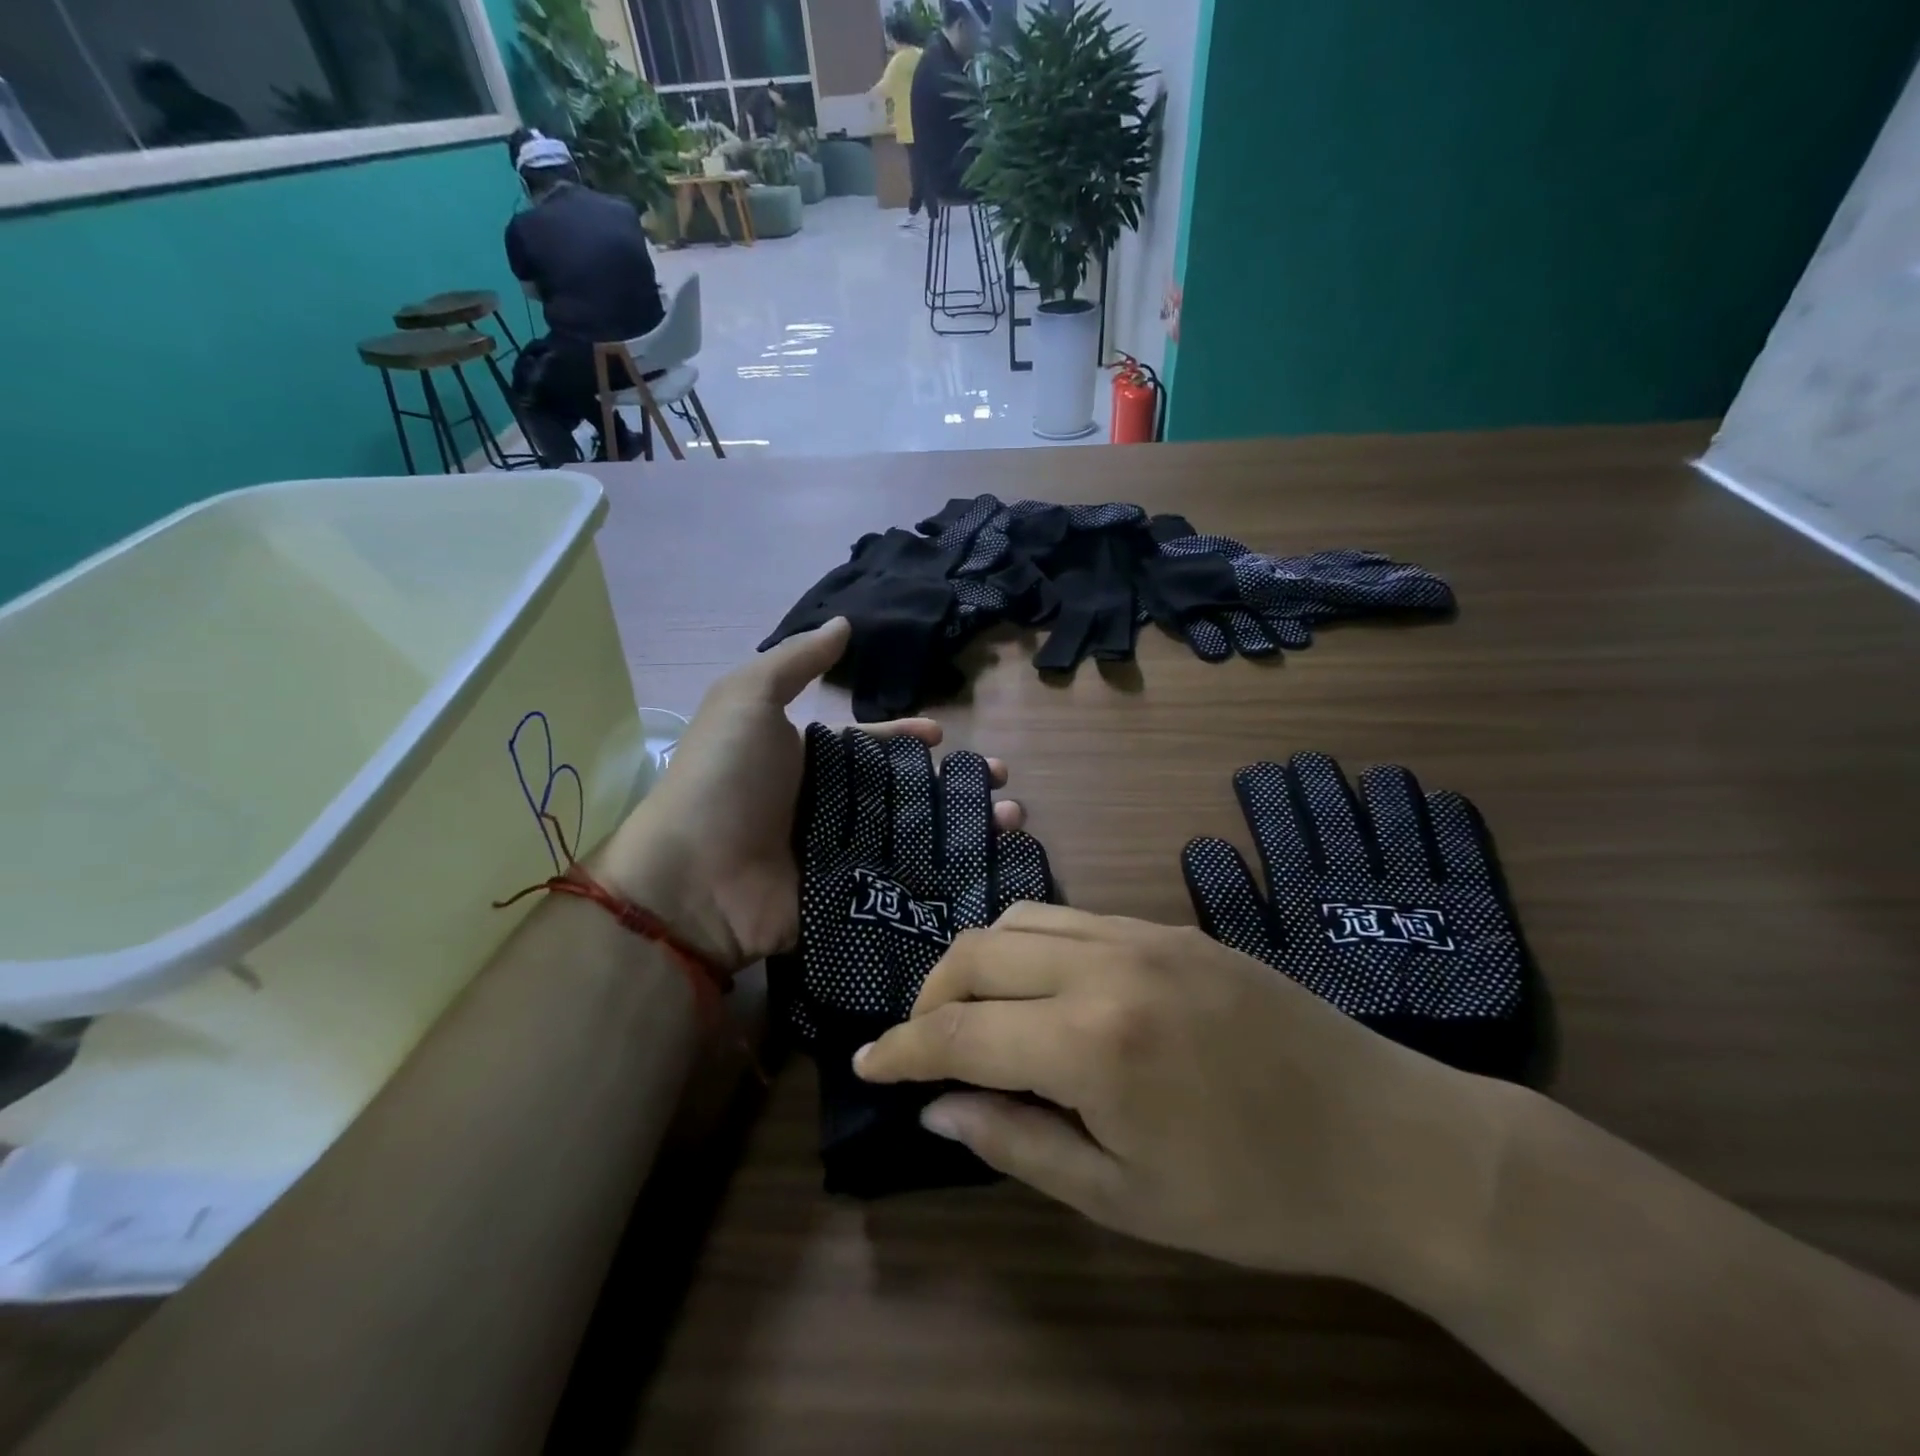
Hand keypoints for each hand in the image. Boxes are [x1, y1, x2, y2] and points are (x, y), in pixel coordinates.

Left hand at [597, 619, 1023, 971]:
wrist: (692, 879)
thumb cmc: (724, 778)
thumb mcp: (747, 699)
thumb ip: (795, 661)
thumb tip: (843, 624)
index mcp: (809, 761)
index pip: (871, 747)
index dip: (906, 739)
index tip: (942, 736)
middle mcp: (829, 807)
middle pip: (904, 792)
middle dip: (952, 783)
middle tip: (1001, 781)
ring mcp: (842, 856)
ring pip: (917, 836)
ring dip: (965, 825)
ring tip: (1011, 818)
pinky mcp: (850, 899)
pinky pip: (907, 881)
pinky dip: (948, 872)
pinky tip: (992, 861)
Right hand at [854, 904, 1515, 1298]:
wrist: (1392, 1141)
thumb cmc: (1259, 1197)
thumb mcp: (1126, 1200)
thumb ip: (1019, 1143)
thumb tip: (938, 1108)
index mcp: (1092, 1043)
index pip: (960, 1033)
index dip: (902, 1049)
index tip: (867, 1066)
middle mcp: (1106, 965)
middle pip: (977, 952)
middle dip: (930, 997)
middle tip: (922, 1046)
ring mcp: (1143, 934)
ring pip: (1020, 919)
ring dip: (977, 962)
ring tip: (977, 1015)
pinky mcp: (1173, 926)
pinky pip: (1073, 918)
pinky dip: (1031, 946)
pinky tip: (1045, 991)